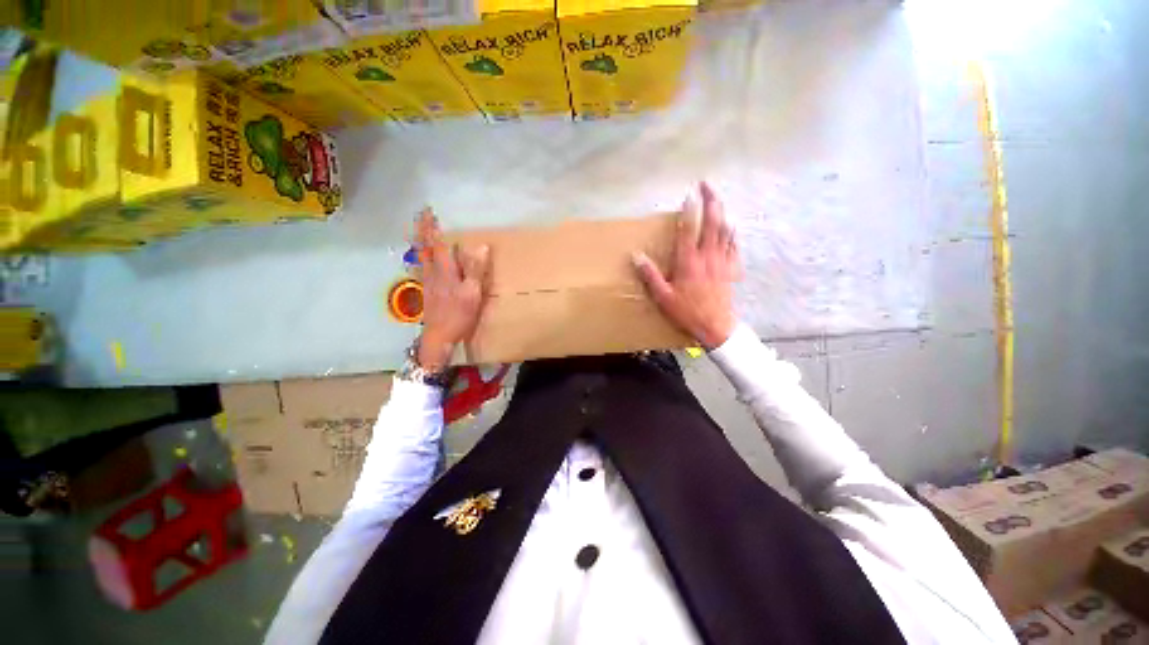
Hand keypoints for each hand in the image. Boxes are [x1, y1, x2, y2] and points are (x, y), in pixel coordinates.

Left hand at [414, 208, 490, 371]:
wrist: (439, 337)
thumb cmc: (458, 315)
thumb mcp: (472, 293)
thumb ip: (475, 270)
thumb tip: (481, 246)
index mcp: (445, 272)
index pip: (437, 245)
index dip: (432, 228)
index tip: (429, 211)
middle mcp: (432, 274)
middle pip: (424, 248)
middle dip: (422, 231)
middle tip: (421, 216)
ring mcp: (427, 283)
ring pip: (421, 257)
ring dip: (420, 242)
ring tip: (421, 232)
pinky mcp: (427, 291)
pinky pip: (422, 267)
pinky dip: (422, 256)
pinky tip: (424, 259)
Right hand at [633, 182, 739, 349]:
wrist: (716, 326)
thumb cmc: (687, 312)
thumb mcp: (663, 297)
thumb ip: (650, 275)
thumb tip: (636, 256)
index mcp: (689, 262)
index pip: (689, 230)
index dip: (690, 210)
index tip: (689, 194)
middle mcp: (707, 256)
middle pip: (713, 222)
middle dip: (711, 200)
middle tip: (706, 185)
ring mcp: (722, 261)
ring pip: (725, 230)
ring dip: (722, 211)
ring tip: (717, 199)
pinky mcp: (731, 268)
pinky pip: (734, 245)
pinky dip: (732, 232)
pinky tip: (731, 226)